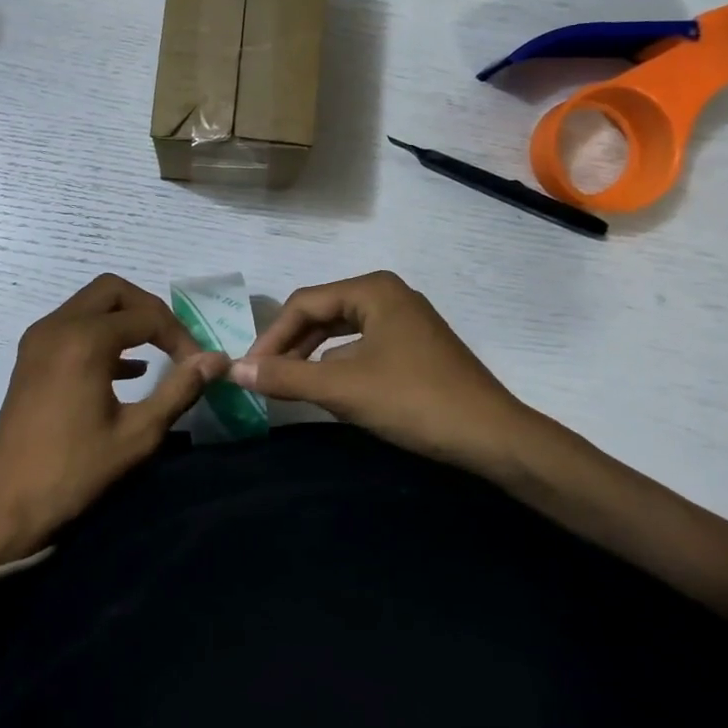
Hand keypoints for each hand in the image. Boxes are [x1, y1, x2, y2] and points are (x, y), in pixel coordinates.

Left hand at [0, 274, 227, 558]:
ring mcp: (39, 339)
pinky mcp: (31, 356)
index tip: (198, 365)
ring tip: (158, 354)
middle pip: (113, 291)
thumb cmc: (74, 471)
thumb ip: (179, 390)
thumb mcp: (137, 434)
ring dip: (125, 320)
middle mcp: (58, 326)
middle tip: (174, 343)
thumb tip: (217, 359)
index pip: (146, 316)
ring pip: (90, 304)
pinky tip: (128, 371)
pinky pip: (73, 325)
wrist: (5, 503)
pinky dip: (102, 334)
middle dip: (149, 310)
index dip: (179, 336)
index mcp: (84, 340)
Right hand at [229, 271, 533, 472]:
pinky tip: (329, 389)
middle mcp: (388, 295)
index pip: (304, 303)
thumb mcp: (343, 388)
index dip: (271, 336)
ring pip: (342, 331)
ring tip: (289, 384)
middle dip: (291, 345)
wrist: (494, 438)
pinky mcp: (415, 347)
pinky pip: (362, 346)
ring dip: (312, 357)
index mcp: (372, 289)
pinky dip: (339, 365)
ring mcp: (405, 321)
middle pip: (322, 313)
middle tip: (264, 377)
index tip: (248, 369)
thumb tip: (234, 370)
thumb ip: (286, 376)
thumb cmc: (415, 401)